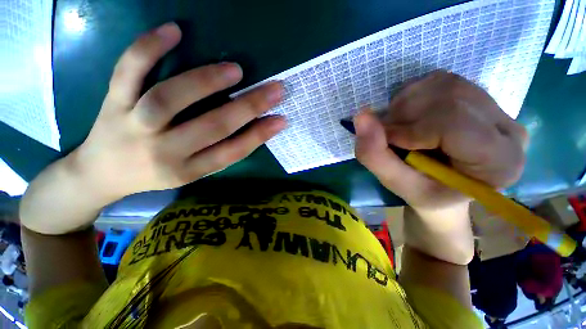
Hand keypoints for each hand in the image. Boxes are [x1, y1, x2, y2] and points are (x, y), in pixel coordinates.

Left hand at [20, 22, 285, 234]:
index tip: (282, 119)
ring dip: (206, 81)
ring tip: (235, 70)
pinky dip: (148, 47)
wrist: (100, 174)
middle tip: (275, 90)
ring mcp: (134, 124)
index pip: (232, 152)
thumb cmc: (154, 174)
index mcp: (188, 170)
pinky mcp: (112, 102)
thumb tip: (253, 130)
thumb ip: (221, 152)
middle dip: (249, 107)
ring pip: (169, 98)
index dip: (260, 135)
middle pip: (212, 126)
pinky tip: (175, 30)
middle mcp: (164, 151)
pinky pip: (127, 71)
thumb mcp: (192, 174)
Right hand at [355, 71, 526, 212]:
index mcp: (499, 162)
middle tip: (388, 136)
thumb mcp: (397, 184)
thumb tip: (360, 116)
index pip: (453, 123)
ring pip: (442, 84)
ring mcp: (494, 107)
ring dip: (405, 104)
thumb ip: (375, 155)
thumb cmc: (424, 193)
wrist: (445, 186)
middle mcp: (508, 128)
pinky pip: (439, 80)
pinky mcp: (477, 95)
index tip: (388, 142)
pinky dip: (411, 95)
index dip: (409, 130)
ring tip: (398, 128)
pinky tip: (409, 117)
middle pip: (448, 97)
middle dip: (403, 115)